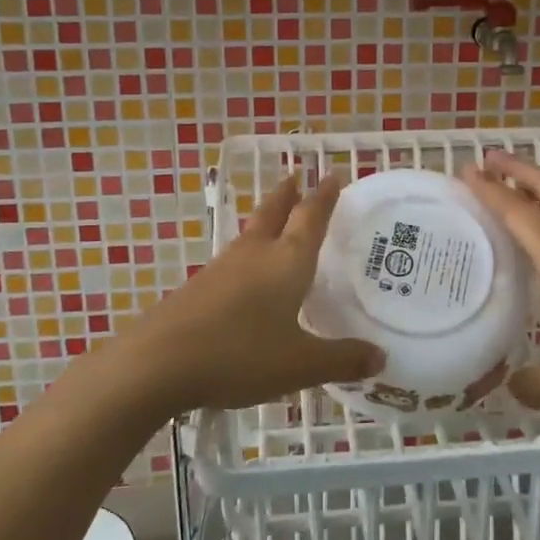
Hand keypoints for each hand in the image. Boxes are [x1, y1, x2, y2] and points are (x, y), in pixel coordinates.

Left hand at [120, 174, 381, 413]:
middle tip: (297, 176)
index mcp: (286, 262)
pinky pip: (232, 260)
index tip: (332, 175)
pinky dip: (247, 252)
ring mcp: (221, 269)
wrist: (158, 362)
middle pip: (273, 213)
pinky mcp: (198, 288)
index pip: (310, 218)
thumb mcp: (300, 364)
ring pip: (250, 233)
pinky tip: (245, 272)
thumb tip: (381, 358)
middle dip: (288, 194)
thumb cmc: (240, 354)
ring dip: (266, 219)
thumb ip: (342, 359)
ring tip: (275, 218)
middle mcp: (255, 255)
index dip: (324, 197)